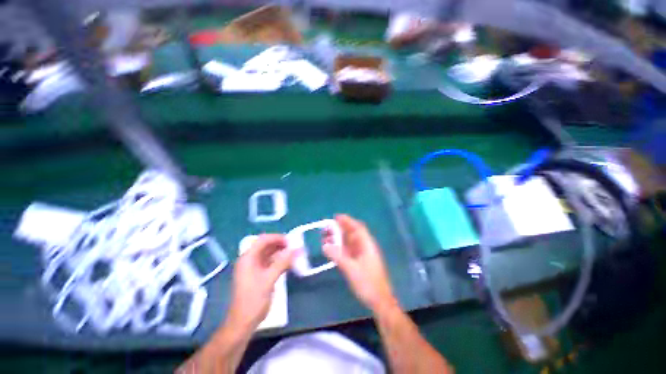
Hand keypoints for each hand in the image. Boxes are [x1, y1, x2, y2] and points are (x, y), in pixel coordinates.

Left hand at [226, 234, 296, 330]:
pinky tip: (289, 264)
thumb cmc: (253, 300)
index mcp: (248, 258)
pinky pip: (270, 263)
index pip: (263, 240)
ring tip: (294, 254)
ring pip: (269, 254)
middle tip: (294, 247)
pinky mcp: (258, 275)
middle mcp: (250, 260)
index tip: (291, 241)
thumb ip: (282, 262)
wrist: (243, 323)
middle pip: (266, 245)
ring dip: (281, 253)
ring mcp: (254, 267)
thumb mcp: (269, 279)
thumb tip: (296, 248)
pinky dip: (280, 261)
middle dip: (281, 244)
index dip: (277, 238)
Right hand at [323, 215, 396, 313]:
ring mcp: (363, 255)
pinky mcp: (360, 262)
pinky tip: (334, 248)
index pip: (357, 228)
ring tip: (328, 235)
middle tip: (328, 226)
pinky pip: (349, 250)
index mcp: (367, 245)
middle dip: (341, 228)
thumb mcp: (351, 269)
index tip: (336, 217)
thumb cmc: (368, 283)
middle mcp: (365, 247)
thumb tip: (325, 245)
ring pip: (350, 242)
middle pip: (353, 233)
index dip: (347, 221)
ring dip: (340, 238)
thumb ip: (338, 256)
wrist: (379, 300)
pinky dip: (341, 247)